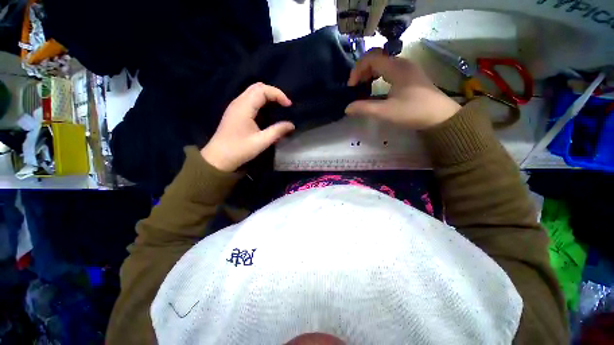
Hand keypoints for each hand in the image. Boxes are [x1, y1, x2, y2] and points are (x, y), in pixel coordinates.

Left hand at [201, 83, 294, 171]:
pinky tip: (267, 113)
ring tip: (278, 108)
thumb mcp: (261, 142)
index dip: (278, 94)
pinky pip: (250, 99)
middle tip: (284, 105)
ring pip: (253, 92)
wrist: (218, 158)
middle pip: (257, 87)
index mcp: (244, 107)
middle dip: (273, 93)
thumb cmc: (239, 150)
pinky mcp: (235, 112)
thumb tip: (292, 125)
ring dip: (267, 97)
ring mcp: (235, 106)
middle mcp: (238, 102)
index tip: (289, 105)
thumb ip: (277, 131)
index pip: (262, 90)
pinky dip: (261, 101)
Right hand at [346, 48, 460, 128]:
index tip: (351, 86)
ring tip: (363, 88)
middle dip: (362, 71)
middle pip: (376, 58)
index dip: (357, 70)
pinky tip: (376, 89)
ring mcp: (407, 69)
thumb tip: (347, 108)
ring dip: (370, 74)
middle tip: (355, 87)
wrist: (441, 117)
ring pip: (383, 64)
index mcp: (396, 67)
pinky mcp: (410, 76)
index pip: (371, 57)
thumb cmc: (413, 112)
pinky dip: (378, 77)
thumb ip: (364, 108)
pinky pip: (389, 70)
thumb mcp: (386, 111)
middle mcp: (402, 63)